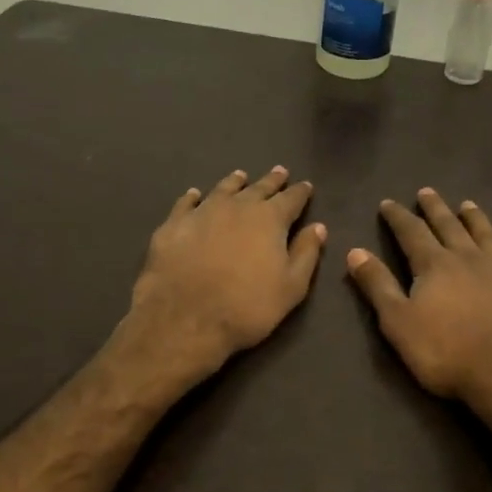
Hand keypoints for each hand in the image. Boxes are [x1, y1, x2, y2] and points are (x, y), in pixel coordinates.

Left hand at [123, 166, 326, 382]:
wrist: (186, 320)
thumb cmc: (247, 307)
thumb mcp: (291, 287)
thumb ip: (306, 254)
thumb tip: (318, 227)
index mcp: (269, 219)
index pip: (290, 199)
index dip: (300, 192)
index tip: (306, 186)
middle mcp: (237, 207)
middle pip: (258, 188)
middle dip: (271, 181)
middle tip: (280, 172)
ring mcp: (202, 213)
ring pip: (222, 189)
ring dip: (234, 182)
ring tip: (241, 176)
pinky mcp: (173, 226)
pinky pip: (185, 204)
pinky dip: (193, 197)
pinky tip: (195, 194)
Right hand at [346, 188, 491, 408]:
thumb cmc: (446, 352)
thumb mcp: (398, 322)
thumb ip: (378, 285)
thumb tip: (355, 251)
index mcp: (434, 266)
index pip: (411, 233)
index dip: (398, 217)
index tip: (388, 203)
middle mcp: (469, 260)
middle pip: (449, 227)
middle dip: (435, 209)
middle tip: (427, 191)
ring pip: (487, 237)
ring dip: (476, 220)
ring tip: (468, 204)